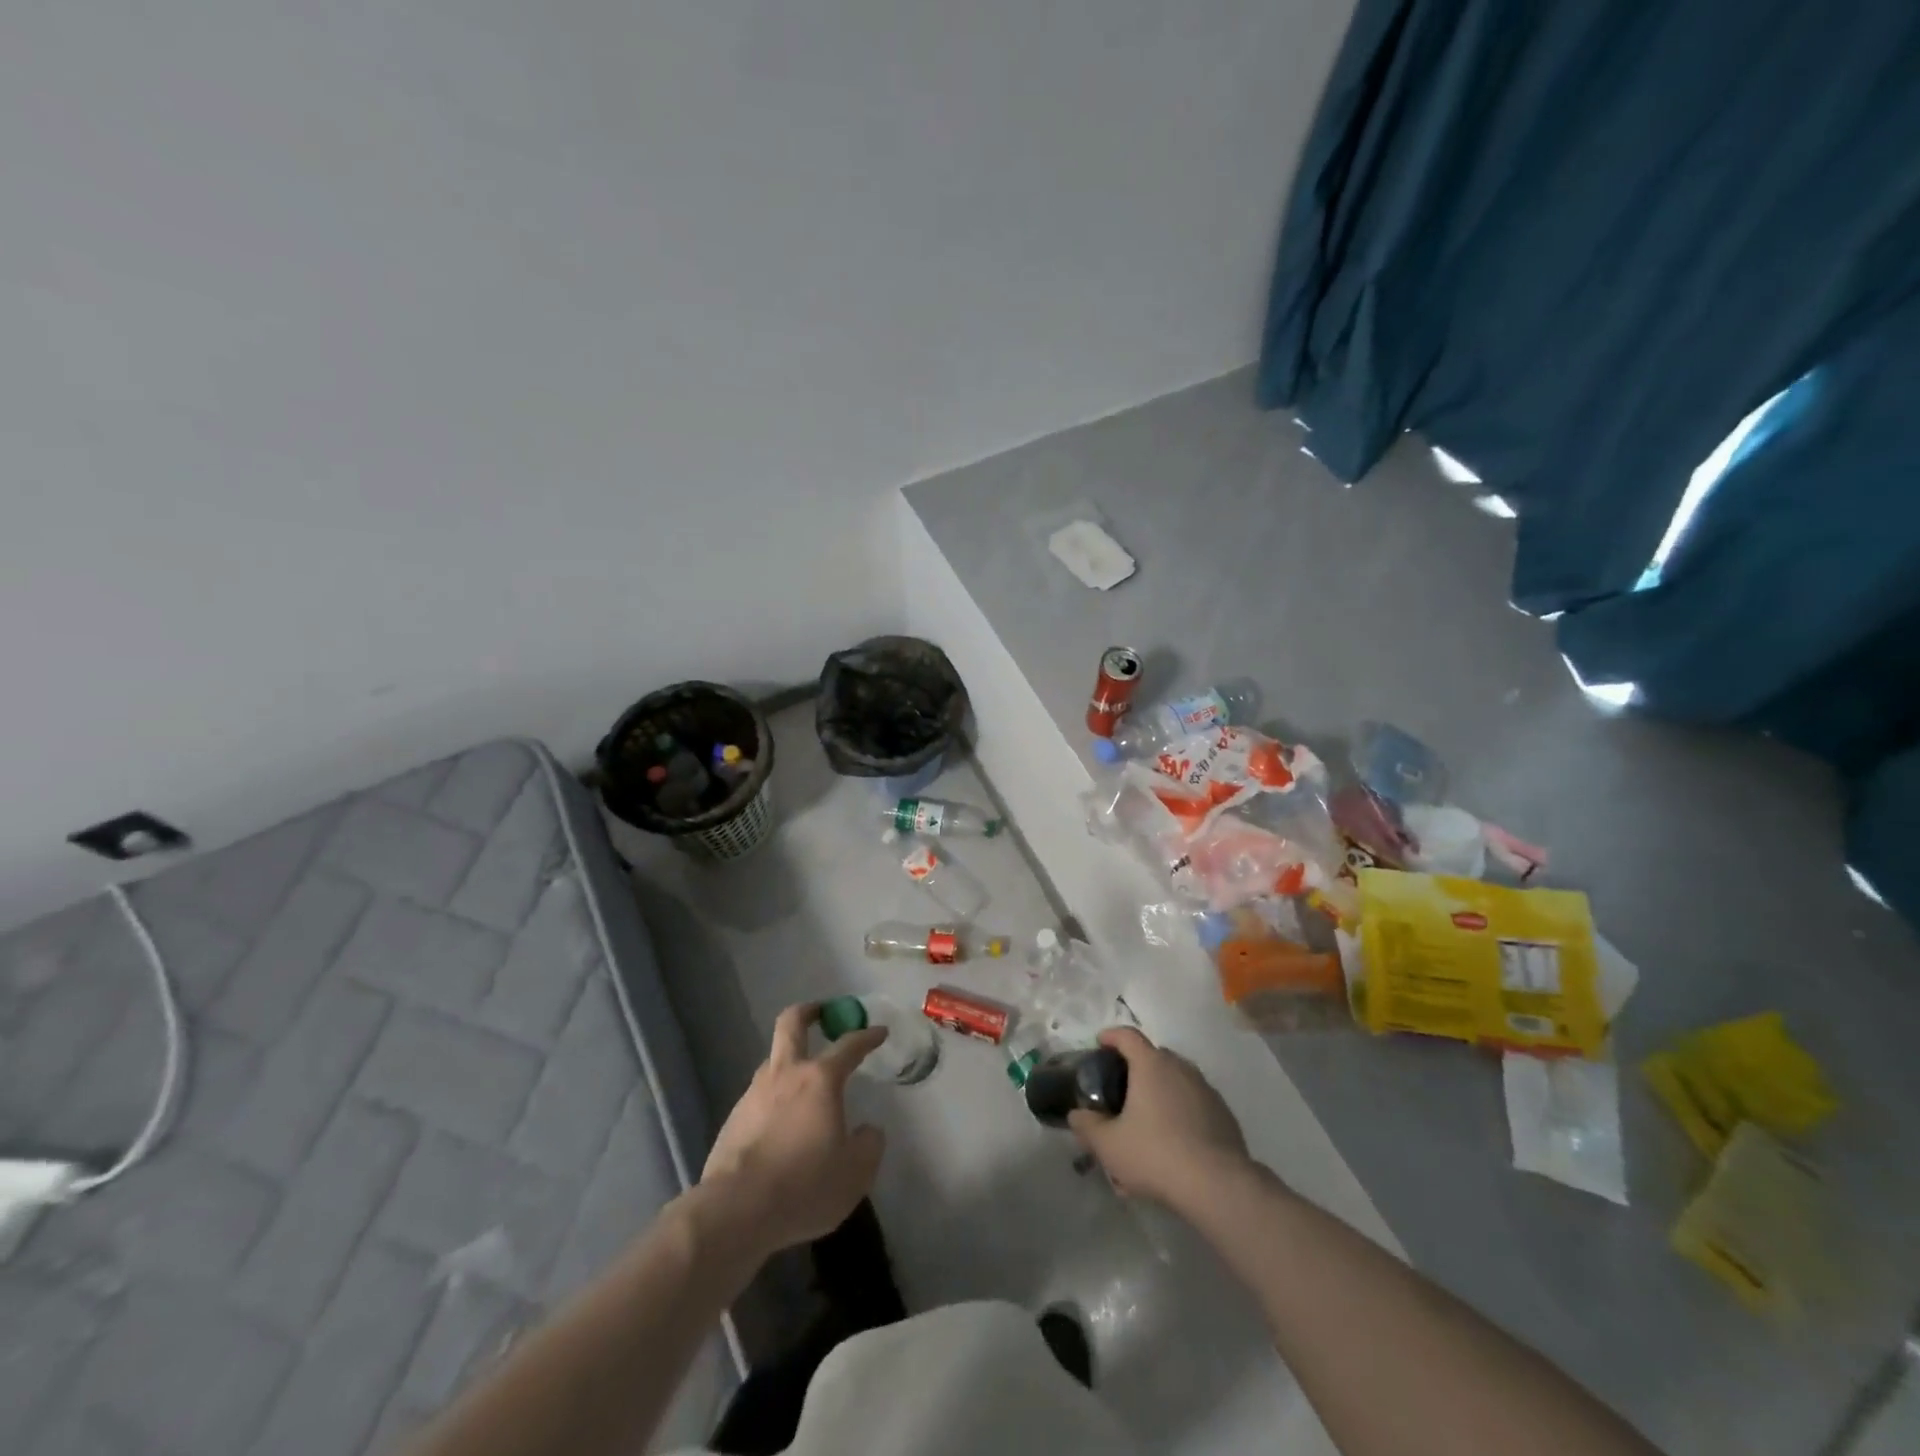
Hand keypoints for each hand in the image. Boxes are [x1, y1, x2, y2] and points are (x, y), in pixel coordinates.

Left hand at [700, 1003, 888, 1258]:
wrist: (736, 1211)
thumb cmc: (805, 1185)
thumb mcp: (855, 1172)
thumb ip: (868, 1145)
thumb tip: (867, 1131)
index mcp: (820, 1079)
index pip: (849, 1045)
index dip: (867, 1036)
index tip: (879, 1031)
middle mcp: (785, 1075)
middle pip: (791, 1024)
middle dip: (809, 1012)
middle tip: (821, 1011)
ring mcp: (754, 1094)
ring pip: (772, 1060)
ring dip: (789, 1059)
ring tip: (803, 1080)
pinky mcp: (733, 1119)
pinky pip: (759, 1096)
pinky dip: (773, 1098)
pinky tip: (780, 1124)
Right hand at [1067, 1027, 1250, 1209]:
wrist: (1218, 1186)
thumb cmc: (1156, 1154)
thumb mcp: (1108, 1145)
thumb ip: (1087, 1126)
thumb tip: (1076, 1115)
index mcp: (1151, 1064)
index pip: (1127, 1035)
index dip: (1111, 1036)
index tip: (1099, 1044)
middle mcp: (1180, 1067)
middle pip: (1153, 1056)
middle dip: (1135, 1067)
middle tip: (1121, 1090)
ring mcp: (1206, 1089)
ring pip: (1176, 1080)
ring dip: (1160, 1090)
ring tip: (1147, 1120)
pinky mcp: (1224, 1114)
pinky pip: (1195, 1102)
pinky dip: (1181, 1110)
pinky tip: (1174, 1140)